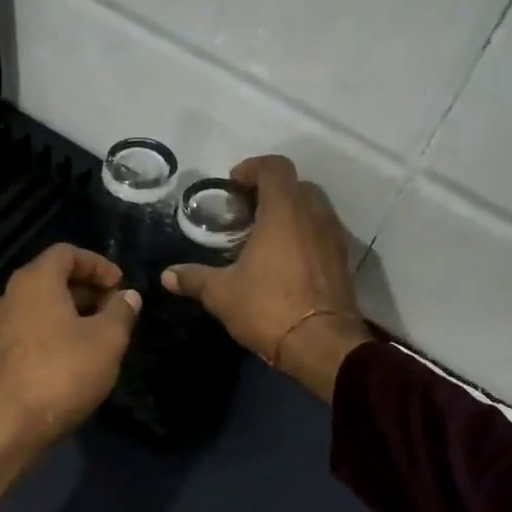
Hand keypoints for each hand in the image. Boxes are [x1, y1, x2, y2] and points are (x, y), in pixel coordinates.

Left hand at [0, 244, 140, 511]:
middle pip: (52, 278)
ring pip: (40, 306)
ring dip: (71, 313)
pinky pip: (30, 329)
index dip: (98, 264)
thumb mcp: (107, 340)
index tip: (120, 285)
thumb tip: (128, 296)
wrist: (9, 423)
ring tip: (99, 335)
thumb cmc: (63, 371)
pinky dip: (54, 332)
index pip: (67, 253)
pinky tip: (74, 358)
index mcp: (35, 281)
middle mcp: (10, 295)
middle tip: (115, 310)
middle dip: (87, 289)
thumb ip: (121, 312)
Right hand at [162, 156, 371, 401]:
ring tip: (265, 235)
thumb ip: (194, 278)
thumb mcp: (222, 294)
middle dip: (272, 191)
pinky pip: (323, 232)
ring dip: (291, 212)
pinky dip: (305, 234)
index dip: (253, 167)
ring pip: (314, 208)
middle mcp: (314, 215)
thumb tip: (167, 275)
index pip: (275, 167)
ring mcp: (334, 237)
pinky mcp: (343, 260)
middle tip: (247, 211)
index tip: (234, 184)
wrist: (322, 344)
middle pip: (297, 184)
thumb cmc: (268, 307)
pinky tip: (285, 259)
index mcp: (284, 211)